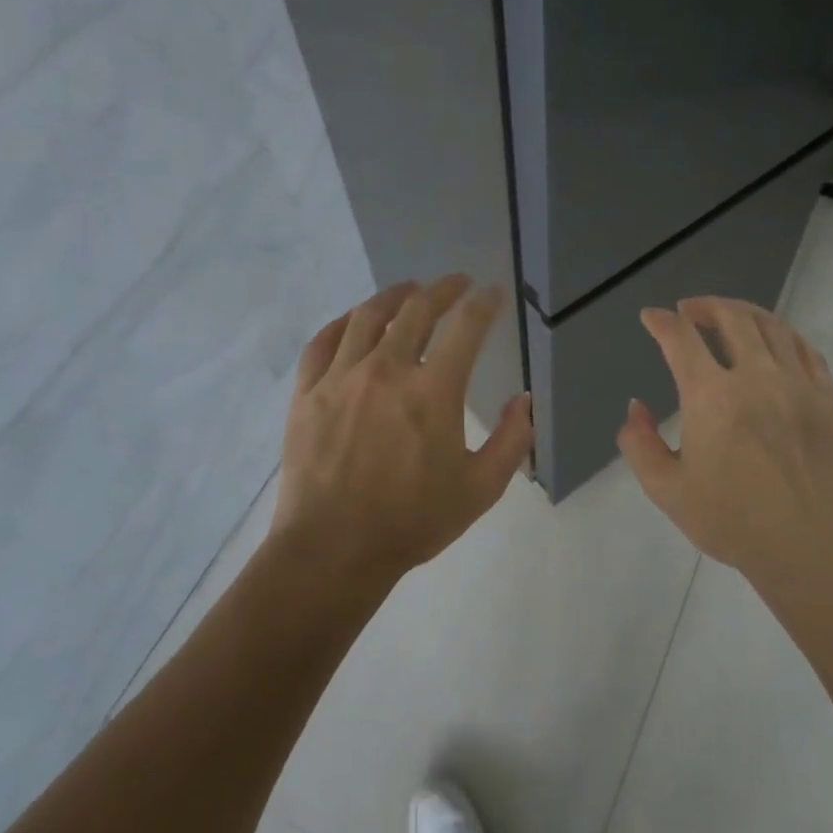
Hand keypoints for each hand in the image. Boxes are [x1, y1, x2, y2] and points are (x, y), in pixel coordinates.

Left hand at [270, 276, 532, 598]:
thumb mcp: (480, 488)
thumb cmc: (412, 521)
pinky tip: (352, 321)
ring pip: (367, 317)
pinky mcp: (308, 393)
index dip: (483, 304)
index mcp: (433, 391)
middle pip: (416, 310)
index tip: (492, 294)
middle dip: (442, 290)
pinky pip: (322, 342)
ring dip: (393, 296)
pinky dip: (342, 323)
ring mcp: (341, 378)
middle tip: (455, 283)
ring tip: (407, 290)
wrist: (333, 549)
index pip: (466, 328)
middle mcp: (387, 370)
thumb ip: (512, 440)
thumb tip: (524, 400)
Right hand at [618, 297, 832, 594]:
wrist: (807, 548)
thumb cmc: (730, 521)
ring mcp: (798, 385)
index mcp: (712, 397)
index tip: (651, 317)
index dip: (661, 322)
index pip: (681, 339)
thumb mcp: (666, 489)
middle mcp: (756, 377)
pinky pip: (805, 349)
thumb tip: (636, 407)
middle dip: (704, 306)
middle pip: (731, 318)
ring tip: (727, 316)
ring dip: (743, 313)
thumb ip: (639, 443)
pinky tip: (774, 340)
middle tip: (688, 310)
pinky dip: (783, 334)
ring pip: (771, 326)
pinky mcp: (826, 399)